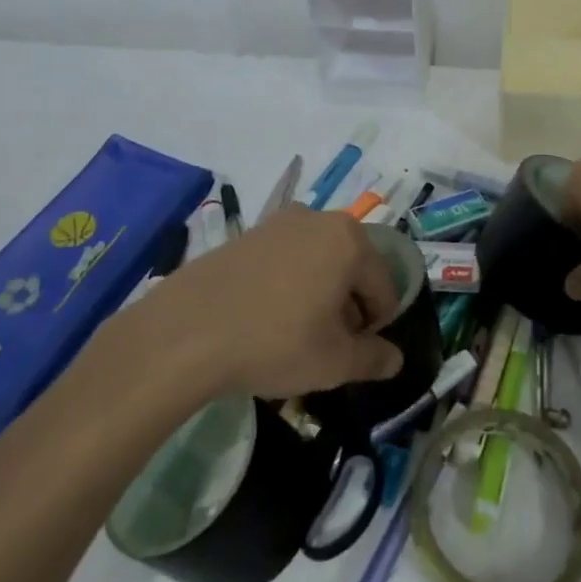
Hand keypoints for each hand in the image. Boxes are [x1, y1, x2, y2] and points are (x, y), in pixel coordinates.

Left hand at [138, 207, 404, 398]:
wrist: (185, 332)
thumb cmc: (274, 342)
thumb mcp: (335, 362)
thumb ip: (374, 359)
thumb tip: (395, 359)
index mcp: (350, 241)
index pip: (384, 287)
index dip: (377, 326)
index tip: (356, 354)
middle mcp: (318, 219)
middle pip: (352, 268)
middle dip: (348, 307)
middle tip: (327, 346)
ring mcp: (278, 222)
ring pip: (318, 262)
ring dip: (319, 295)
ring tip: (296, 334)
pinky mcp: (247, 234)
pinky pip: (286, 259)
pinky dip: (289, 285)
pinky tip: (266, 318)